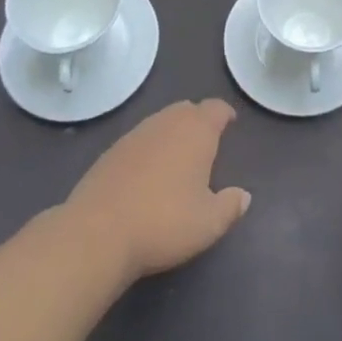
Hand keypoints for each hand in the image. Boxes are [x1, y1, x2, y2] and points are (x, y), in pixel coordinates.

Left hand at [64, 99, 249, 281]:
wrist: (98, 232)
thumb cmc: (164, 222)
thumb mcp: (209, 223)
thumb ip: (230, 206)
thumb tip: (243, 196)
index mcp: (196, 131)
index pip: (215, 108)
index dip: (224, 114)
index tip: (230, 123)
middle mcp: (166, 123)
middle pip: (186, 109)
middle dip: (198, 120)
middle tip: (206, 142)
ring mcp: (135, 134)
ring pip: (161, 122)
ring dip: (172, 132)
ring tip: (178, 157)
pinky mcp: (111, 151)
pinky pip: (139, 139)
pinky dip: (149, 148)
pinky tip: (147, 172)